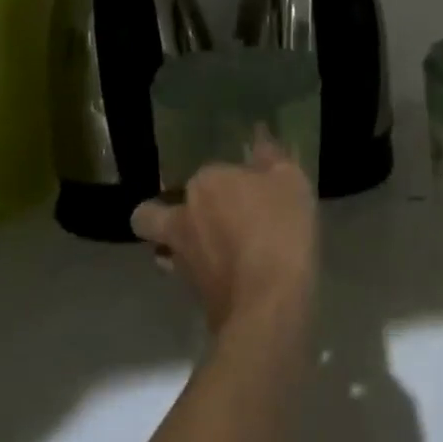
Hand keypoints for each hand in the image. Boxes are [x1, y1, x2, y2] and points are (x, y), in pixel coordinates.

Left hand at [130, 138, 316, 333]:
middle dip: (163, 213)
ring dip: (176, 248)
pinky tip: (226, 276)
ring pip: (164, 249)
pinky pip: (187, 277)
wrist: (269, 305)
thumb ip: (272, 157)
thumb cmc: (279, 230)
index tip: (249, 189)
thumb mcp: (290, 181)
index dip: (227, 181)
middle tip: (198, 219)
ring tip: (207, 251)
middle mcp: (183, 217)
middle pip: (153, 213)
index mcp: (205, 183)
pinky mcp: (191, 297)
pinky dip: (200, 275)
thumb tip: (258, 136)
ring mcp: (182, 260)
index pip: (208, 173)